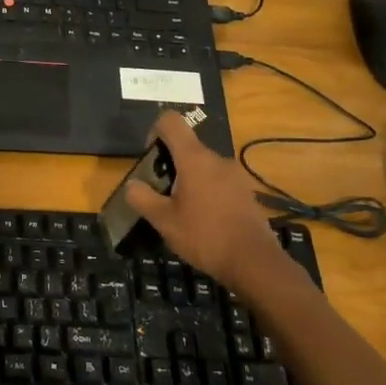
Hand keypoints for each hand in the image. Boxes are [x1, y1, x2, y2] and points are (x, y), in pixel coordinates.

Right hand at [123, 111, 315, 305]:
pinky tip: (204, 220)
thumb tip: (131, 184)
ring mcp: (235, 175)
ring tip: (182, 211)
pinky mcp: (246, 192)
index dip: (154, 132)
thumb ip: (142, 198)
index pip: (171, 121)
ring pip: (203, 166)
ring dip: (188, 180)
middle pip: (186, 146)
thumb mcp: (164, 221)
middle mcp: (216, 159)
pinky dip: (206, 192)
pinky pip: (218, 182)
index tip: (150, 159)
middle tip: (161, 195)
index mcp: (194, 159)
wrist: (254, 262)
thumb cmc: (204, 237)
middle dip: (170, 164)